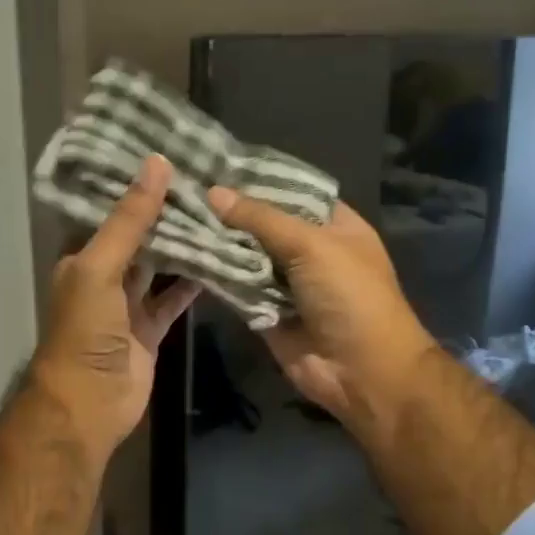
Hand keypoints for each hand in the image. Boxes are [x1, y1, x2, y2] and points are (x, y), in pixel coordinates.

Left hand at [32, 153, 200, 459]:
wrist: (90, 402)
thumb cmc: (85, 330)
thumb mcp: (100, 267)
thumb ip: (129, 220)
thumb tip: (156, 163)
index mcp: (82, 258)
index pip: (109, 212)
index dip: (135, 186)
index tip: (170, 155)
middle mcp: (103, 277)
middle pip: (137, 238)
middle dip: (164, 213)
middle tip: (204, 179)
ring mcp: (127, 306)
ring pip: (159, 267)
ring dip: (182, 246)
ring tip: (217, 211)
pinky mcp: (150, 330)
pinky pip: (173, 299)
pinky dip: (192, 283)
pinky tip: (219, 260)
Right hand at [206, 189, 438, 440]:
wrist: (361, 370)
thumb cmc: (350, 296)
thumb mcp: (312, 245)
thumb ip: (261, 219)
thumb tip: (214, 193)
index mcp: (333, 225)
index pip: (290, 192)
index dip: (256, 179)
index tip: (213, 164)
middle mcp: (308, 250)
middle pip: (262, 224)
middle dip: (228, 211)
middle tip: (182, 189)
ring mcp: (285, 283)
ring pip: (245, 256)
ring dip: (216, 242)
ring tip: (172, 214)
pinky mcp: (264, 312)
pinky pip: (236, 288)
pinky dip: (214, 275)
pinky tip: (182, 252)